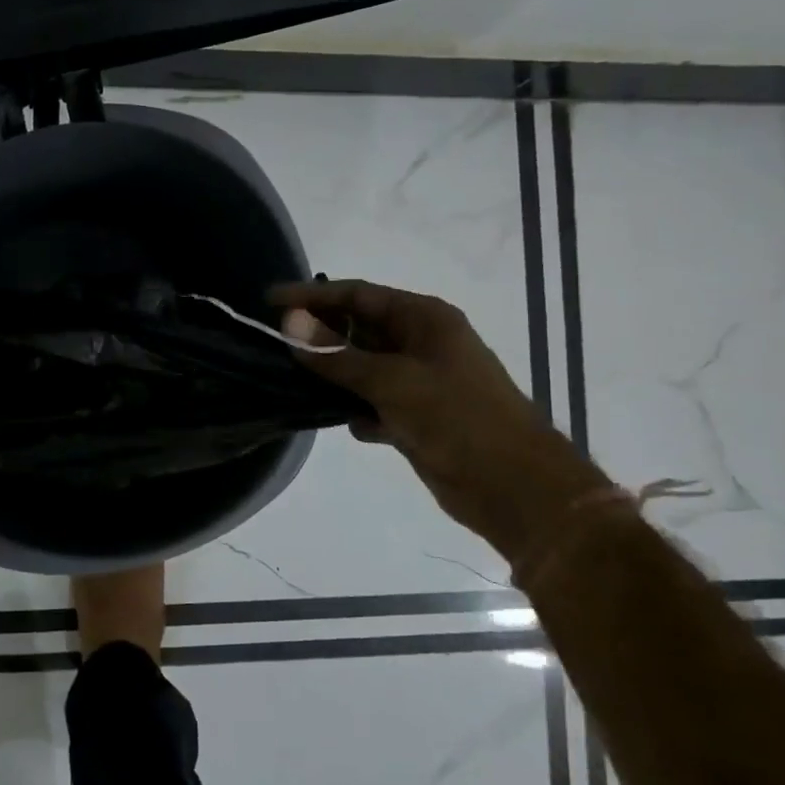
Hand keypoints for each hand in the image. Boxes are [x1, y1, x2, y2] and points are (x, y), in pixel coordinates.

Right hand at [274, 279, 603, 559]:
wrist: (516, 489)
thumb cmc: (458, 419)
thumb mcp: (392, 381)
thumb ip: (336, 354)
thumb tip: (288, 321)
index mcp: (425, 319)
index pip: (357, 295)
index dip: (312, 296)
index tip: (269, 301)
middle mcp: (422, 342)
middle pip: (358, 328)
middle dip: (320, 336)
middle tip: (275, 344)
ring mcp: (420, 381)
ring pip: (362, 367)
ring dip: (334, 375)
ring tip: (294, 382)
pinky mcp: (417, 416)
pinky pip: (374, 401)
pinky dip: (358, 410)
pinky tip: (350, 424)